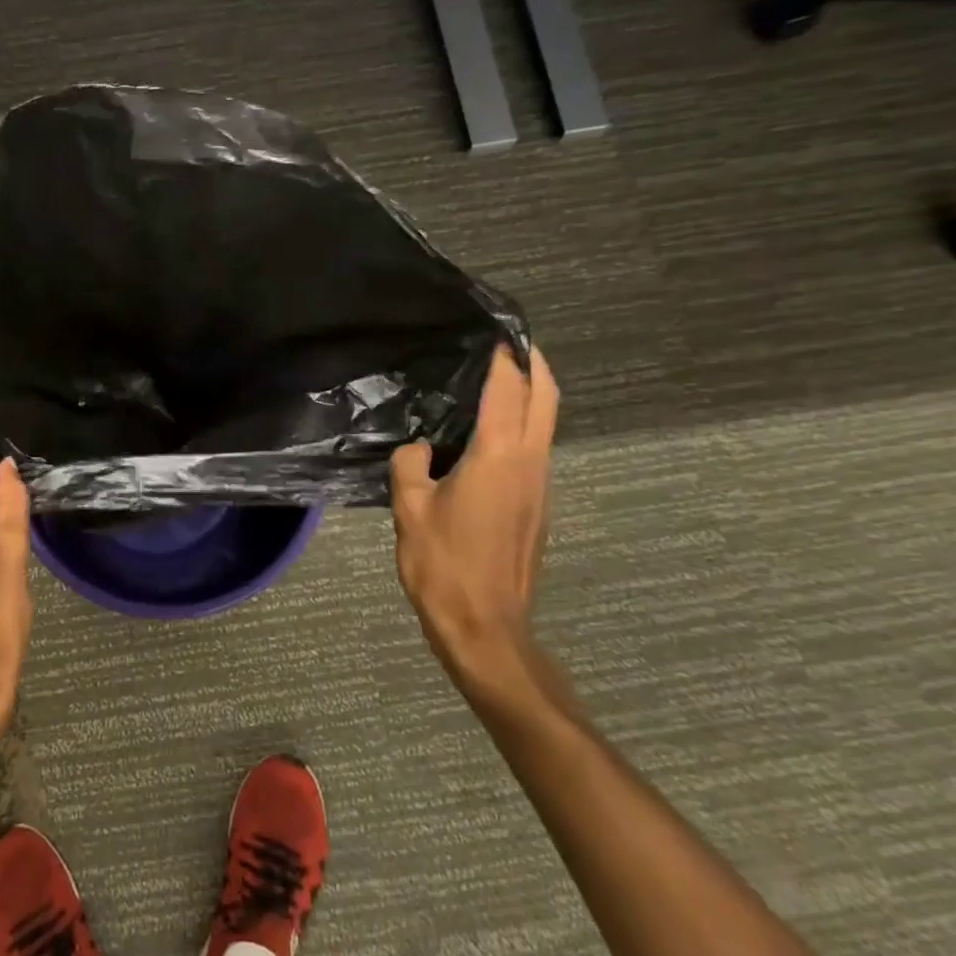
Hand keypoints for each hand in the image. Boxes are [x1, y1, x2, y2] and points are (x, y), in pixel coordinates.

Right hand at [390, 343, 557, 682]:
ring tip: (496, 377)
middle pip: (546, 398)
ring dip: (531, 393)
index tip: (495, 329)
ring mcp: (540, 485)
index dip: (505, 356)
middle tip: (510, 341)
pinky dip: (522, 423)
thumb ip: (410, 466)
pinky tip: (488, 430)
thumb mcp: (409, 508)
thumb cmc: (443, 564)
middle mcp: (530, 463)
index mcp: (498, 456)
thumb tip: (419, 449)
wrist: (485, 626)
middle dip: (535, 364)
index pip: (509, 390)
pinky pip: (534, 447)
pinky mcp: (537, 505)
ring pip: (546, 423)